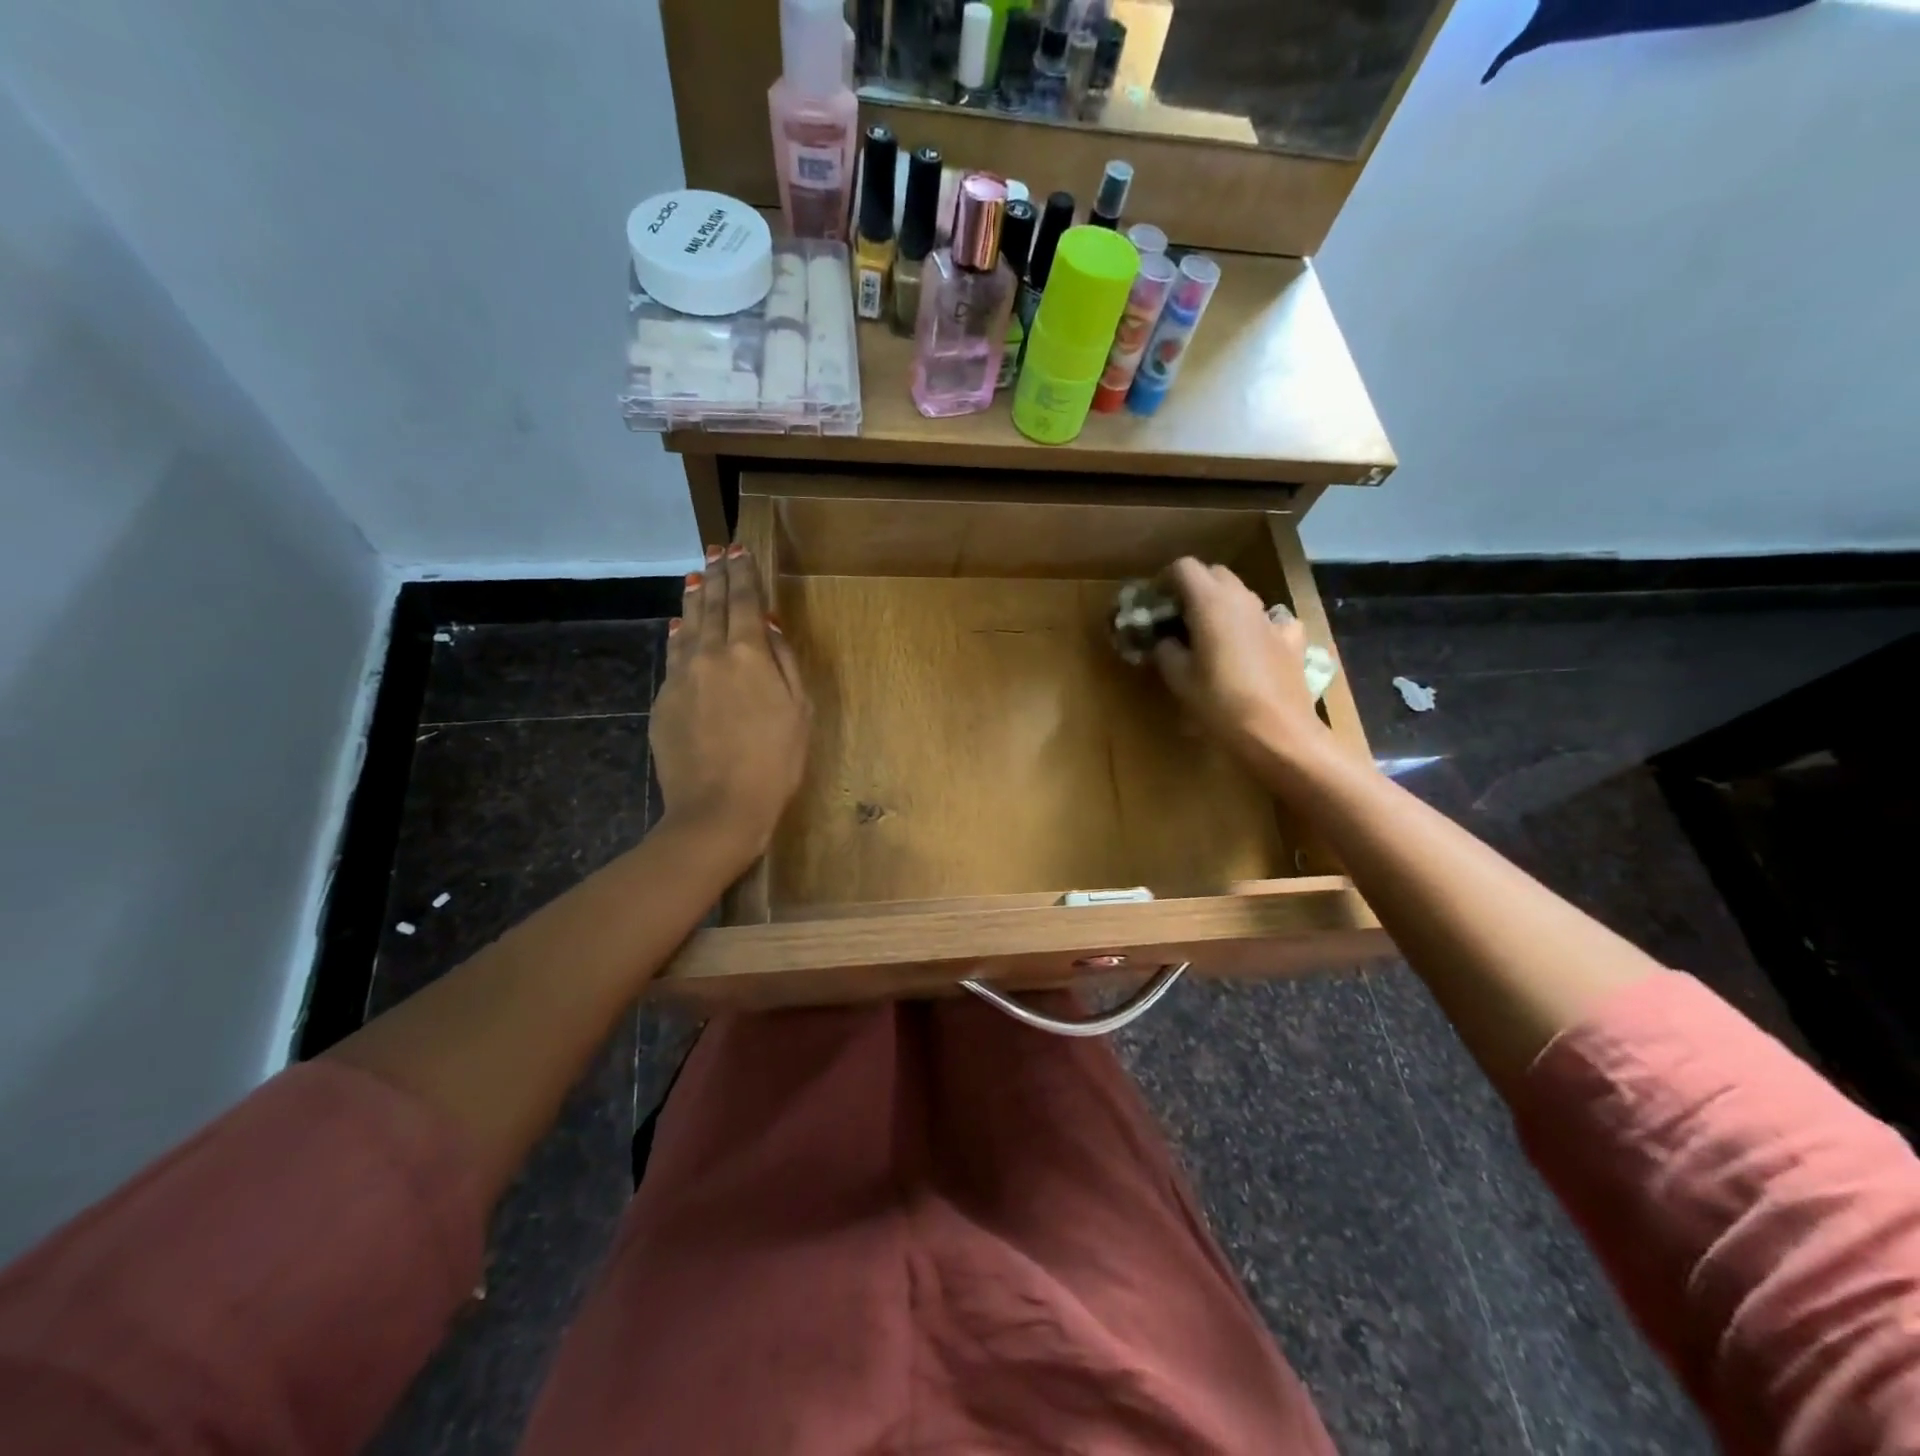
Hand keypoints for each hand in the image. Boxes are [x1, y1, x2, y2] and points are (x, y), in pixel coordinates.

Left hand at [651, 545, 809, 861]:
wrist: (718, 809)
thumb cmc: (774, 763)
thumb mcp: (799, 712)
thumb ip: (784, 663)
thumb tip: (768, 626)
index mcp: (749, 653)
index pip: (744, 600)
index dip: (742, 572)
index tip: (739, 549)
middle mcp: (710, 654)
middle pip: (712, 605)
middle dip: (716, 575)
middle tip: (715, 551)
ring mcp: (681, 676)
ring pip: (686, 625)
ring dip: (693, 599)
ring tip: (696, 578)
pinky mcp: (663, 700)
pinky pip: (673, 655)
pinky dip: (678, 635)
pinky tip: (679, 628)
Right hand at [1151, 558, 1331, 774]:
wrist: (1278, 733)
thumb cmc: (1219, 704)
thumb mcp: (1178, 679)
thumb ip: (1166, 651)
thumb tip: (1164, 641)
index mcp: (1210, 602)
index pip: (1183, 567)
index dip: (1165, 581)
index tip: (1155, 604)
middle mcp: (1243, 599)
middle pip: (1214, 574)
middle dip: (1193, 588)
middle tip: (1177, 618)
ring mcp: (1271, 618)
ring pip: (1242, 595)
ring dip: (1222, 605)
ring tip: (1208, 635)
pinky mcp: (1291, 640)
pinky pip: (1271, 620)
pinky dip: (1256, 626)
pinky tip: (1252, 646)